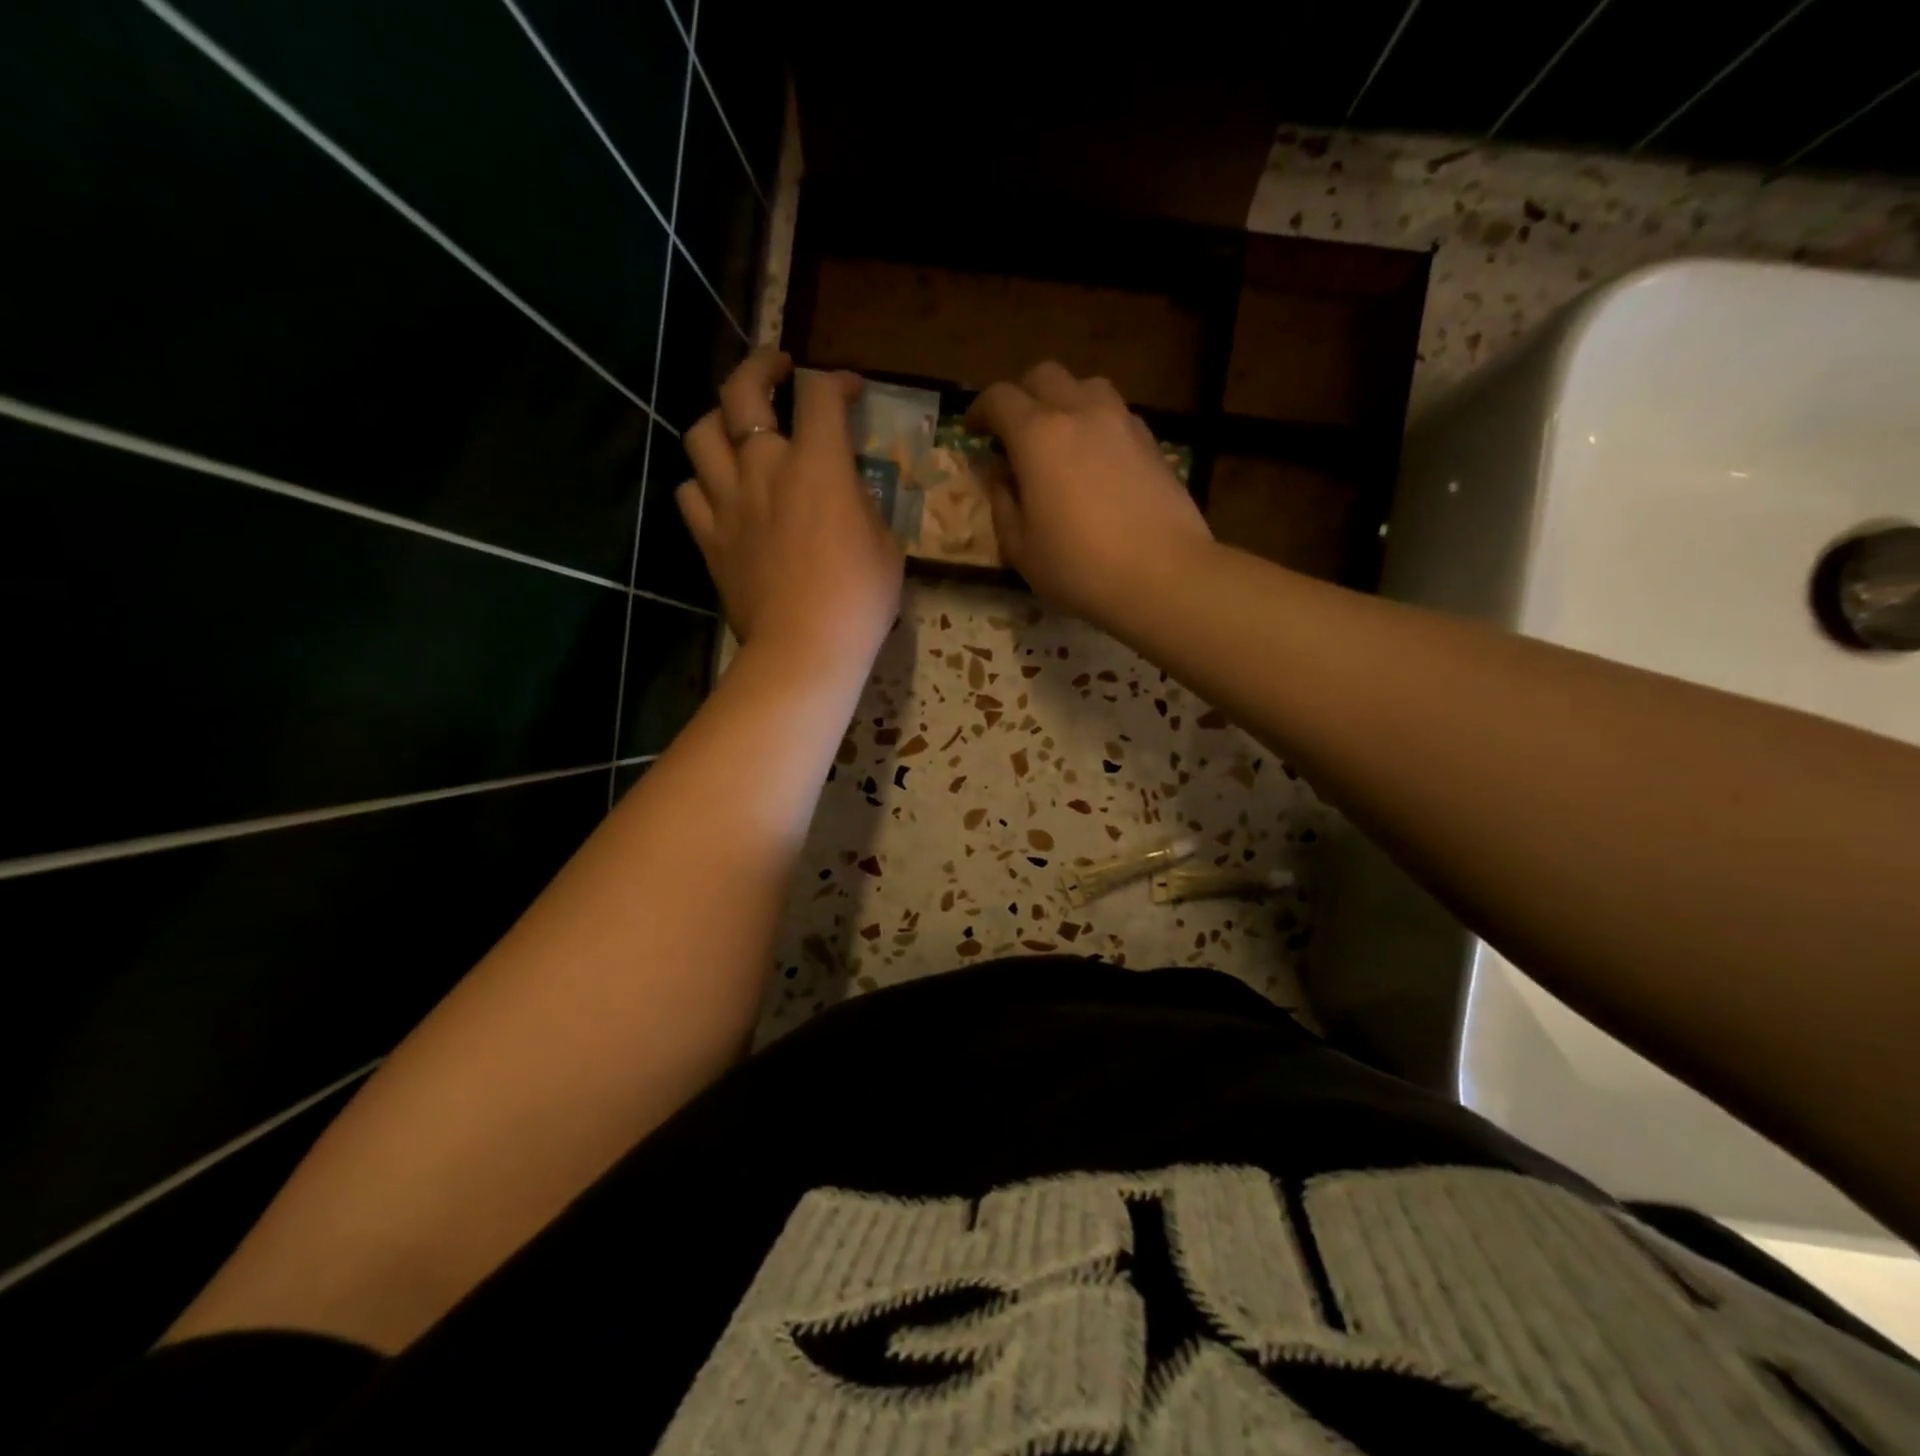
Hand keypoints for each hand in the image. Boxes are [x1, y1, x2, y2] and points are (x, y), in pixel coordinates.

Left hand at [680, 350, 903, 667]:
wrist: (805, 648)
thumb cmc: (859, 598)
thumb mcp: (884, 543)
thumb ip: (861, 504)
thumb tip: (846, 493)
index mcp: (817, 465)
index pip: (819, 393)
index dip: (837, 380)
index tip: (851, 391)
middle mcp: (764, 468)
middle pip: (742, 390)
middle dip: (761, 365)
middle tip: (779, 368)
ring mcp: (728, 502)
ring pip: (701, 434)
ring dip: (720, 420)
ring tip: (738, 429)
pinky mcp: (710, 538)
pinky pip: (689, 493)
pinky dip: (703, 483)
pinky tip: (720, 491)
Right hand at [966, 362, 1213, 627]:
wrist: (1163, 575)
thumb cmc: (1080, 568)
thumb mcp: (1022, 549)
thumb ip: (1003, 506)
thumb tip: (1000, 478)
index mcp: (1038, 436)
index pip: (999, 398)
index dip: (979, 410)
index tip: (973, 431)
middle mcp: (1080, 413)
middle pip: (1044, 376)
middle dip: (1022, 395)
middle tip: (1013, 432)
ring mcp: (1122, 422)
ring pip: (1086, 386)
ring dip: (1064, 402)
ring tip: (1059, 440)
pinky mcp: (1152, 442)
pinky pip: (1116, 414)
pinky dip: (1096, 424)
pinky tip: (1096, 461)